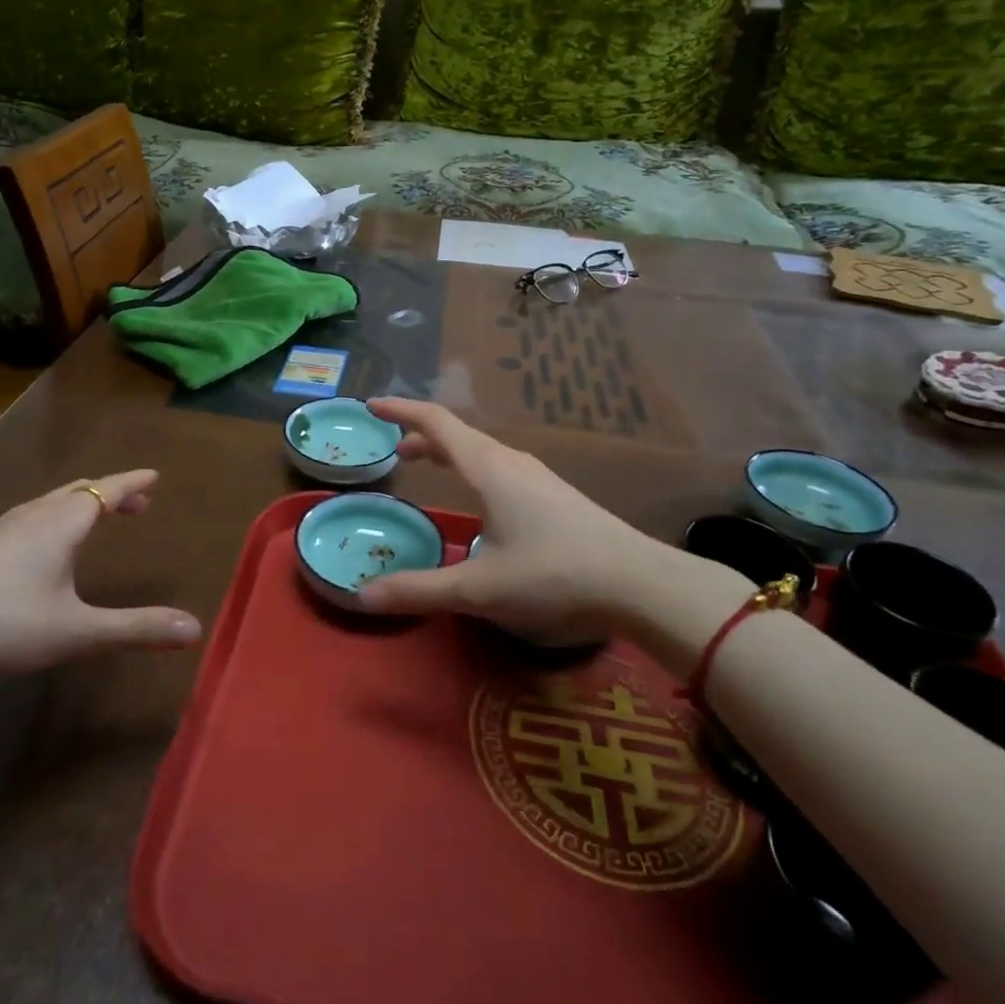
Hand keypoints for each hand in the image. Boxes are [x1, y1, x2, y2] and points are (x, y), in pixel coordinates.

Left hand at [0, 471, 201, 674]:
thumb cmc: (4, 624)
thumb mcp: (77, 632)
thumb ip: (135, 629)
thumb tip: (194, 628)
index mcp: (61, 524)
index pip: (106, 490)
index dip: (132, 483)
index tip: (155, 475)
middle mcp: (33, 515)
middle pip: (79, 490)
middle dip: (111, 492)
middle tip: (136, 503)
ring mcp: (1, 528)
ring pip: (50, 502)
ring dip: (80, 503)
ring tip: (94, 518)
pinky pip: (29, 516)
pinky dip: (53, 516)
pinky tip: (41, 543)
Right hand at [354, 400, 747, 672]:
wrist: (643, 585)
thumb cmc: (555, 576)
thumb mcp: (479, 589)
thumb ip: (419, 590)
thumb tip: (361, 596)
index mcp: (489, 469)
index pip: (437, 423)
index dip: (402, 411)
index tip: (372, 407)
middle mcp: (513, 463)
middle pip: (459, 436)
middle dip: (422, 438)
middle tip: (394, 452)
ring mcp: (540, 478)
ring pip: (483, 453)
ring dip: (450, 454)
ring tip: (429, 468)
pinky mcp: (557, 497)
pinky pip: (501, 469)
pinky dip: (473, 469)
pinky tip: (481, 501)